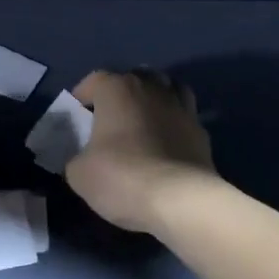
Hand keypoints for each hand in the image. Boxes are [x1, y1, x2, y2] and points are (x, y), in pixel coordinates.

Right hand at [66, 69, 217, 234]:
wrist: (182, 201)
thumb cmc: (122, 176)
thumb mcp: (79, 173)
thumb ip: (76, 158)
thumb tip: (82, 160)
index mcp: (116, 89)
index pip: (94, 80)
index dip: (82, 95)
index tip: (77, 115)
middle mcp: (150, 88)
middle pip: (134, 77)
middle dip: (121, 92)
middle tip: (110, 116)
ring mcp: (180, 107)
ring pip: (166, 88)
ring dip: (153, 98)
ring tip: (143, 120)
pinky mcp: (202, 131)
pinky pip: (184, 116)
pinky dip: (174, 122)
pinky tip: (167, 142)